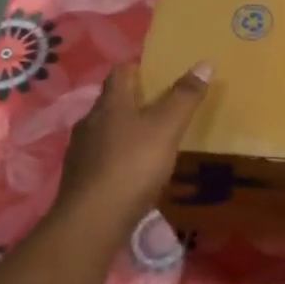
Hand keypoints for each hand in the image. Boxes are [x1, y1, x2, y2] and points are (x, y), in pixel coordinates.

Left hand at [54, 61, 211, 229]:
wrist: (93, 220)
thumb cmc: (132, 165)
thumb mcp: (167, 128)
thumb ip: (185, 97)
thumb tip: (204, 63)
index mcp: (110, 104)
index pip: (120, 73)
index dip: (138, 68)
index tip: (157, 71)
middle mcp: (90, 122)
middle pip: (112, 102)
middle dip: (133, 101)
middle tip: (161, 106)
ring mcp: (81, 151)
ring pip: (105, 130)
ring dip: (125, 130)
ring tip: (150, 139)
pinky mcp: (80, 178)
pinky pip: (102, 158)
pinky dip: (118, 157)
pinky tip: (133, 171)